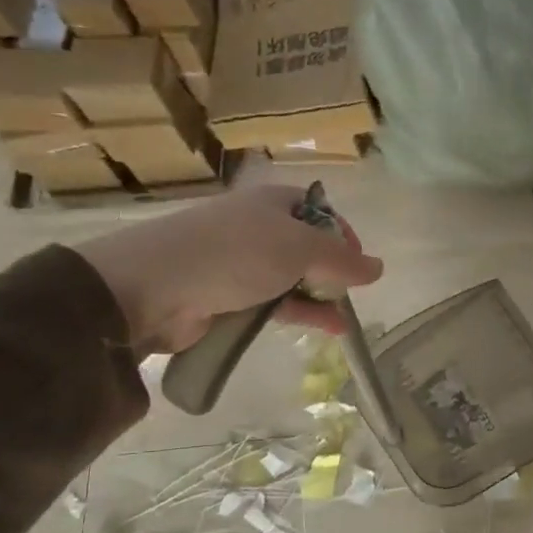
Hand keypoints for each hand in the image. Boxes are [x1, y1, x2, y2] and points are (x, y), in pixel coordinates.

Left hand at [72, 184, 383, 353]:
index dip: (343, 234)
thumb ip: (342, 260)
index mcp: (273, 203)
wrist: (154, 288)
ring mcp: (240, 263)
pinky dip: (300, 314)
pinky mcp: (228, 296)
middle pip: (307, 246)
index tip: (359, 263)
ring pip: (291, 278)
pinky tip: (326, 329)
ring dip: (319, 297)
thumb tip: (379, 268)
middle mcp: (258, 227)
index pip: (319, 211)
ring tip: (344, 321)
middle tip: (350, 293)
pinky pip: (273, 303)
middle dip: (333, 271)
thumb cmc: (234, 254)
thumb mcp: (299, 249)